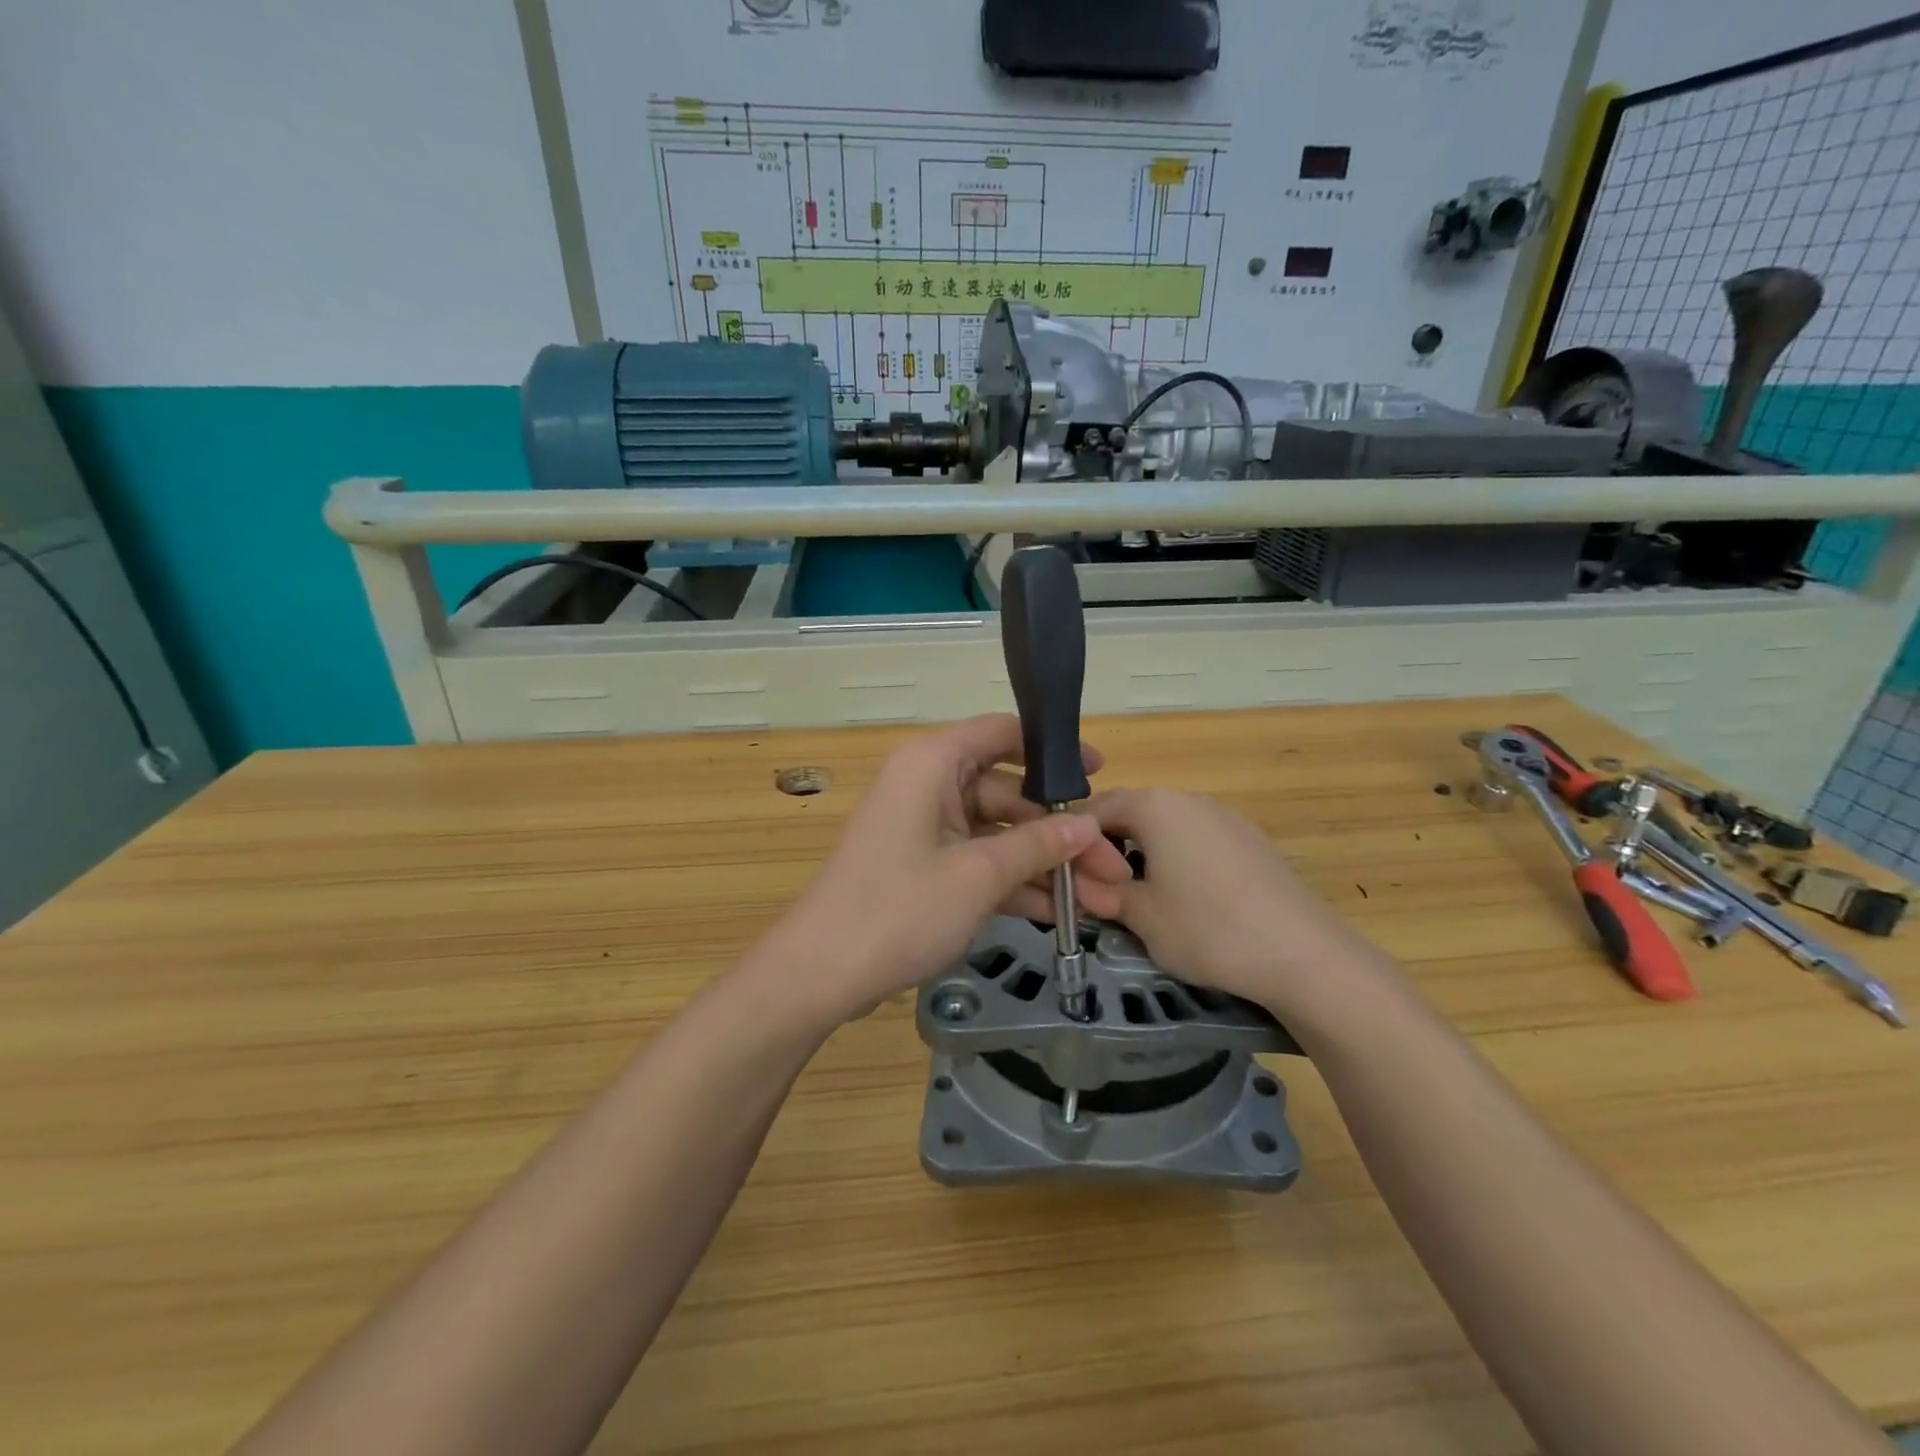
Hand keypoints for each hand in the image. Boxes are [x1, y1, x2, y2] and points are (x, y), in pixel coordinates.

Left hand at [758, 715, 1132, 1023]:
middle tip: (1113, 867)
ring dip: (1043, 865)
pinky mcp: (922, 865)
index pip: (1002, 733)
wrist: (820, 973)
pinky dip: (1012, 883)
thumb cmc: (899, 908)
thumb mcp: (978, 875)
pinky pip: (977, 861)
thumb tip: (1089, 826)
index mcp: (933, 764)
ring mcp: (924, 827)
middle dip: (1060, 833)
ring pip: (997, 833)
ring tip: (1100, 901)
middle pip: (1008, 794)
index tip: (1099, 773)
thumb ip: (1037, 845)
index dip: (1053, 751)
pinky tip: (1057, 913)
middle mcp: (928, 785)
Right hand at [1089, 788, 1376, 1016]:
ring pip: (1167, 828)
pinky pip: (1199, 840)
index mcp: (1155, 806)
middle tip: (1103, 892)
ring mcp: (1226, 817)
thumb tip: (1081, 885)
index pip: (1097, 808)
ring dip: (1146, 855)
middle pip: (1133, 813)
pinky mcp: (1252, 841)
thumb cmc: (1207, 928)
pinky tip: (1191, 902)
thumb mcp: (1140, 916)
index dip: (1076, 841)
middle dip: (1111, 848)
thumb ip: (1103, 893)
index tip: (1070, 878)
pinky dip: (1180, 862)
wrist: (1303, 955)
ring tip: (1146, 900)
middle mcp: (1189, 799)